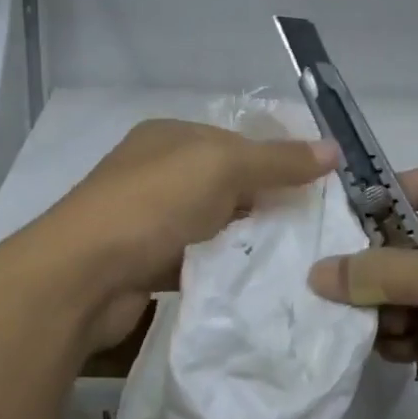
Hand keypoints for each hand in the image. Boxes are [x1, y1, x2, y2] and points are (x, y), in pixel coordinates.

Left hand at [47, 119, 338, 353]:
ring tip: (292, 260)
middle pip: (226, 183)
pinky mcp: (145, 262)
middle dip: (264, 203)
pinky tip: (253, 282)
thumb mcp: (223, 167)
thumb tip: (334, 149)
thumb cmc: (154, 203)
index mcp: (170, 136)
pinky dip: (222, 268)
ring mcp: (148, 219)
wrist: (83, 277)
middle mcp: (157, 171)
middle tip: (312, 230)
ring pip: (213, 224)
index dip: (276, 160)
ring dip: (244, 239)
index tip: (317, 189)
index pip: (236, 141)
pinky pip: (197, 259)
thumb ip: (278, 160)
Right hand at [307, 166, 417, 418]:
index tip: (343, 209)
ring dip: (380, 305)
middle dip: (371, 261)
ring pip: (401, 289)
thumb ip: (373, 269)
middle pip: (405, 241)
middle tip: (332, 275)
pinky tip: (389, 348)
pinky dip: (394, 336)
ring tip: (369, 321)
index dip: (388, 189)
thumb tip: (317, 274)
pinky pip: (409, 327)